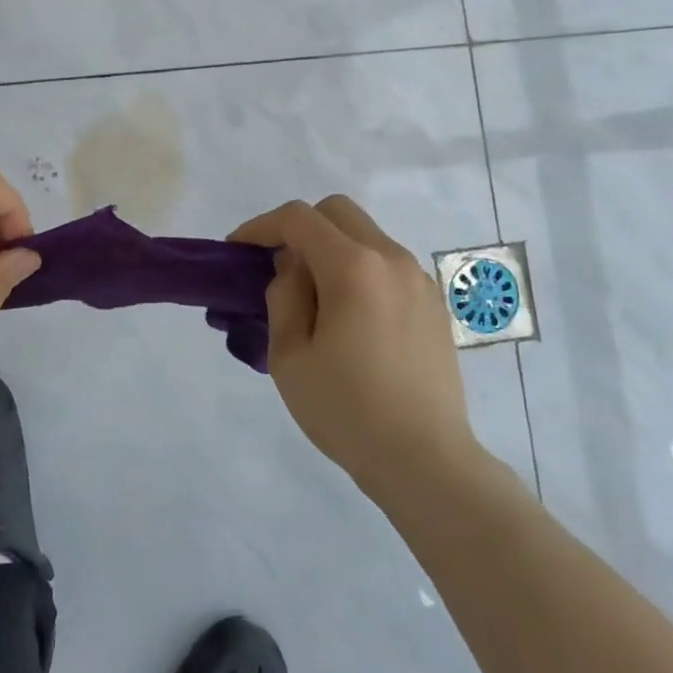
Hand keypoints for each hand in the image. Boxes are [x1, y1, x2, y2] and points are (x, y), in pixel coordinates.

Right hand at [230, 196, 479, 499]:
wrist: (425, 460)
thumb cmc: (347, 410)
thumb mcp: (290, 356)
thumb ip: (284, 296)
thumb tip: (294, 268)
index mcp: (353, 267)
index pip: (299, 218)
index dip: (261, 226)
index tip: (239, 250)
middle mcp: (391, 259)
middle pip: (337, 212)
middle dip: (300, 227)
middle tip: (278, 266)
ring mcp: (418, 279)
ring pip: (366, 235)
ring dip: (332, 248)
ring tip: (314, 296)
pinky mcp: (433, 303)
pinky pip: (388, 264)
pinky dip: (360, 269)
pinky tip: (351, 316)